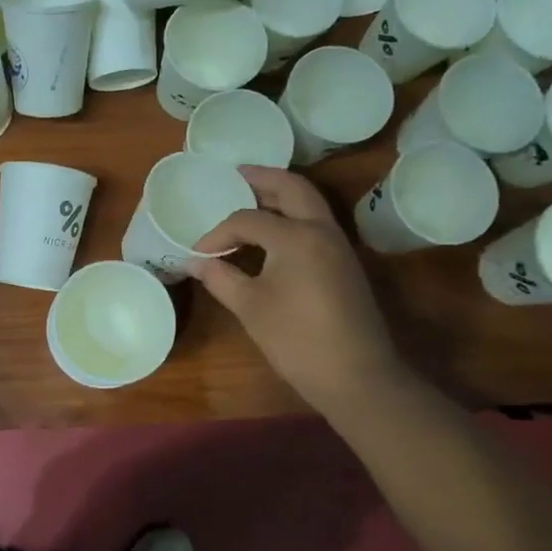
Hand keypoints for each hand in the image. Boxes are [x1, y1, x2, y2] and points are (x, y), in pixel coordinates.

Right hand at [191, 167, 406, 416]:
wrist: (356, 375)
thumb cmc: (296, 339)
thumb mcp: (250, 307)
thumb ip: (220, 278)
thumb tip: (195, 262)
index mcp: (296, 236)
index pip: (247, 219)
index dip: (218, 233)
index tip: (199, 253)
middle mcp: (321, 230)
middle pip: (291, 187)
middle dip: (262, 178)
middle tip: (235, 175)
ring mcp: (338, 245)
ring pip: (309, 202)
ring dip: (280, 194)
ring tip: (250, 197)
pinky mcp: (344, 263)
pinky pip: (315, 222)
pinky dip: (292, 215)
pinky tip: (271, 232)